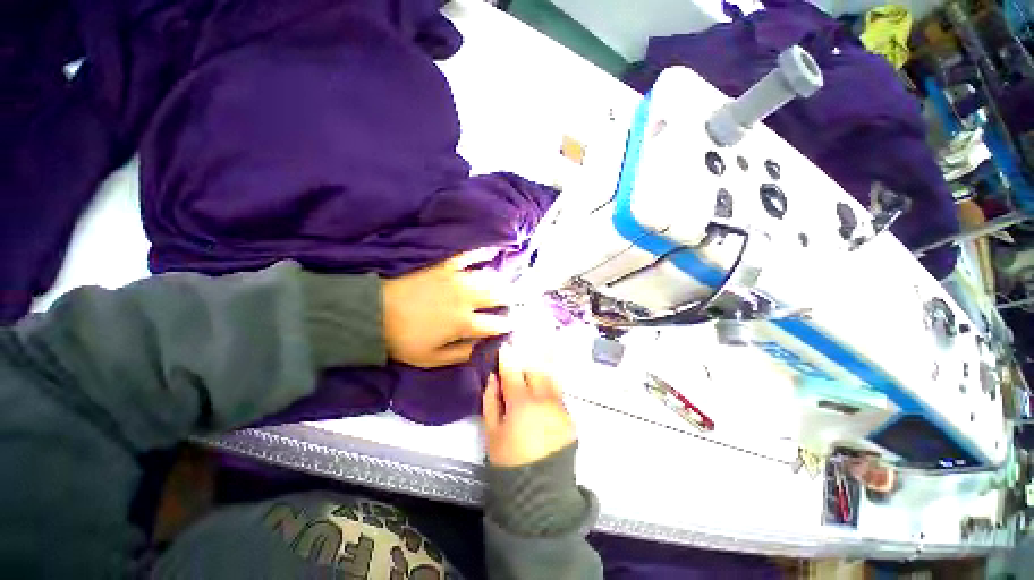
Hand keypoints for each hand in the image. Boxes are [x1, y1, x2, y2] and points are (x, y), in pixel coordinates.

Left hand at [383, 249, 511, 367]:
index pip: (496, 324)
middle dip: (512, 299)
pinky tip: (493, 250)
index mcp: (464, 323)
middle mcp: (466, 299)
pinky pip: (467, 255)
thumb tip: (482, 348)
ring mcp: (456, 279)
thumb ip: (461, 354)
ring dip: (502, 281)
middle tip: (518, 299)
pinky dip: (481, 251)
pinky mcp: (444, 266)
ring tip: (508, 283)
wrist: (374, 313)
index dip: (508, 324)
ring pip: (489, 277)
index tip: (513, 323)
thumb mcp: (431, 358)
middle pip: (499, 296)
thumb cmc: (403, 339)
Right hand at [482, 345, 575, 467]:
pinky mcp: (569, 417)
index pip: (513, 372)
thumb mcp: (492, 433)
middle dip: (525, 361)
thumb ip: (491, 401)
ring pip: (550, 378)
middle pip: (535, 369)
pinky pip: (557, 393)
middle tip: (519, 357)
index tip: (504, 347)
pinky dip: (549, 385)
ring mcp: (559, 407)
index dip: (507, 358)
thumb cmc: (509, 462)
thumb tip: (493, 378)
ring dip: (540, 369)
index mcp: (521, 404)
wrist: (540, 492)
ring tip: (535, 361)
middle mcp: (544, 400)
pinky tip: (543, 386)